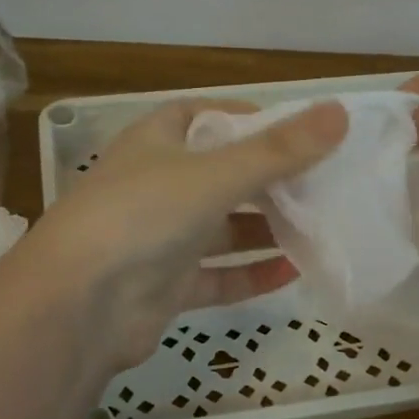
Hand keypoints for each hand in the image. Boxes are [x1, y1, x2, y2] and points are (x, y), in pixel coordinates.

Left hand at [8, 97, 348, 372]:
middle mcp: (157, 185)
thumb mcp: (215, 174)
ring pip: (223, 228)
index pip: (206, 116)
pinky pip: (218, 275)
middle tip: (324, 183)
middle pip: (222, 174)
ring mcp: (160, 239)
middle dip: (270, 179)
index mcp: (156, 142)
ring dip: (266, 228)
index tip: (298, 130)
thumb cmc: (143, 216)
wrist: (77, 305)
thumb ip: (279, 150)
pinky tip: (294, 271)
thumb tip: (340, 113)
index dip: (249, 119)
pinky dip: (251, 272)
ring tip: (320, 226)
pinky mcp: (166, 285)